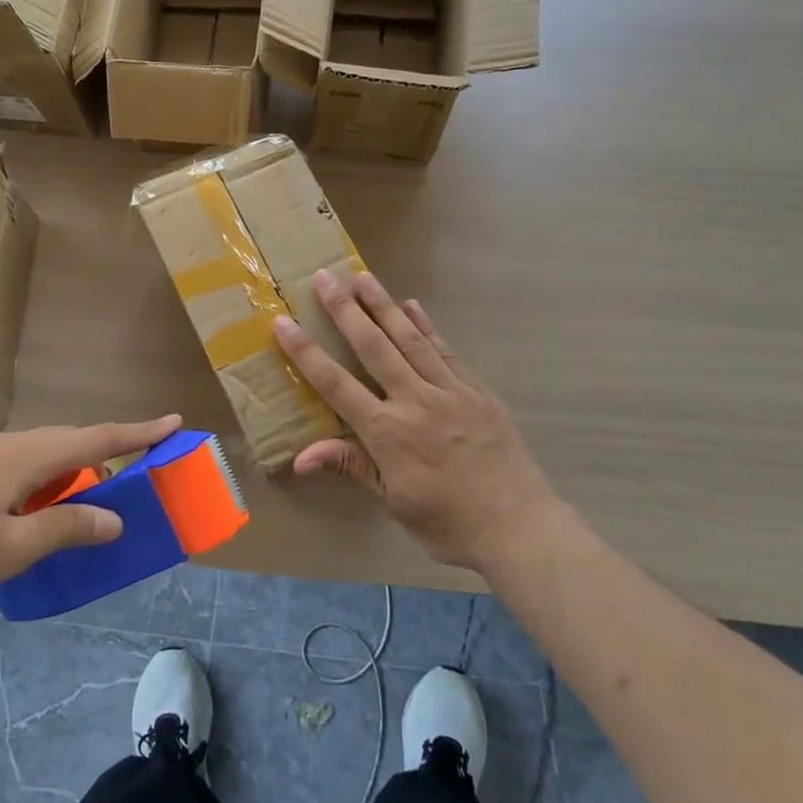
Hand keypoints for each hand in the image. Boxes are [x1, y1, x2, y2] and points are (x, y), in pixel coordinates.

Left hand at [0, 415, 181, 599]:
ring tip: (90, 495)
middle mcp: (13, 446)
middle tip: (138, 466)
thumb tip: (114, 520)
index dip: (139, 433)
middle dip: (110, 450)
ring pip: (47, 454)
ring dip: (76, 469)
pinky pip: (26, 467)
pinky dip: (49, 481)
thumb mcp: (12, 547)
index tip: (174, 422)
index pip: (99, 438)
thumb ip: (66, 529)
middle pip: (74, 441)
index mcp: (31, 456)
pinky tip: (39, 509)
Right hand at [273, 270, 563, 571]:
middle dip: (345, 311)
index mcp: (388, 432)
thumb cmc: (448, 523)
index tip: (284, 322)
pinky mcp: (476, 389)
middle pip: (373, 347)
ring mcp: (449, 390)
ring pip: (409, 339)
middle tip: (324, 278)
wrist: (518, 525)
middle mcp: (415, 400)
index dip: (306, 353)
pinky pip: (445, 350)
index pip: (336, 384)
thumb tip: (300, 459)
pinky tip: (412, 306)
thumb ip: (351, 467)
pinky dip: (426, 326)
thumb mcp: (393, 502)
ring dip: (383, 306)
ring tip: (362, 277)